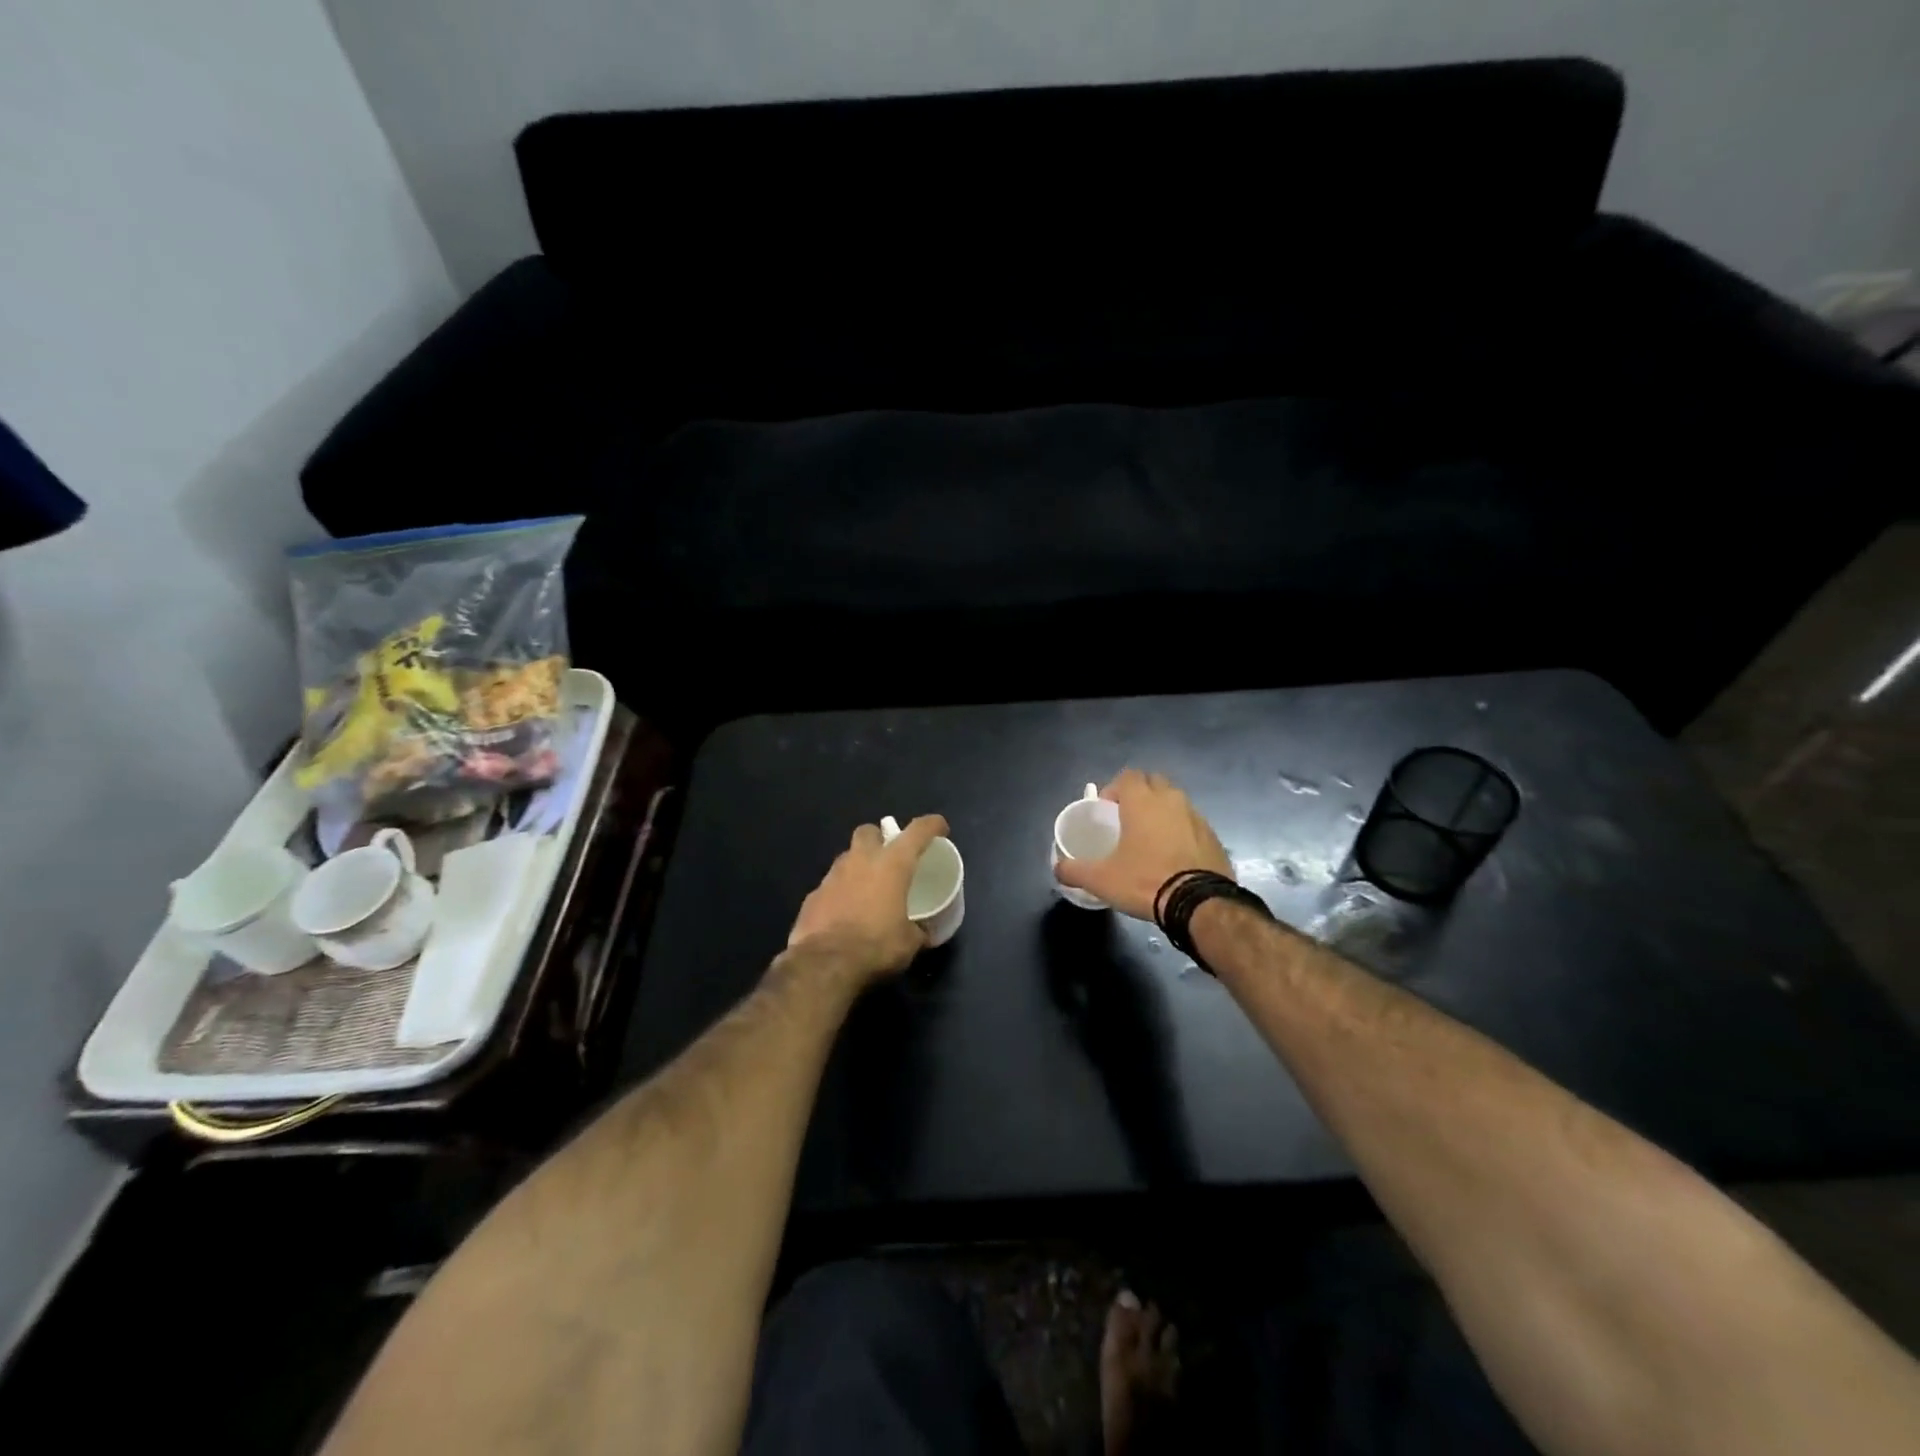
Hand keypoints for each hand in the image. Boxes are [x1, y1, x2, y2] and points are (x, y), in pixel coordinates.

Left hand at [787, 815, 949, 982]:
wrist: (825, 964)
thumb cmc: (877, 946)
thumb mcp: (909, 943)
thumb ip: (918, 930)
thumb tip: (923, 933)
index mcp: (892, 865)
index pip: (917, 832)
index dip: (931, 825)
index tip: (940, 827)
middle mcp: (860, 861)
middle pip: (869, 831)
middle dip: (879, 838)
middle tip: (889, 857)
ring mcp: (832, 876)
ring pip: (847, 857)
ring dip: (858, 867)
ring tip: (867, 889)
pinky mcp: (813, 896)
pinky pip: (830, 886)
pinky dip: (839, 893)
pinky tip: (844, 913)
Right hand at [1053, 770, 1230, 921]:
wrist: (1200, 903)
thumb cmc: (1145, 881)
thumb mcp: (1101, 879)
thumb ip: (1074, 870)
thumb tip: (1057, 869)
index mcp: (1142, 801)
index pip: (1127, 776)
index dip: (1114, 789)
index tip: (1107, 809)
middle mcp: (1171, 800)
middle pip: (1153, 782)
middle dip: (1140, 794)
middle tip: (1127, 819)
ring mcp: (1196, 817)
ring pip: (1175, 802)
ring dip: (1162, 812)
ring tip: (1150, 839)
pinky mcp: (1214, 836)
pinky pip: (1192, 823)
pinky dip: (1181, 831)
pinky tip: (1174, 856)